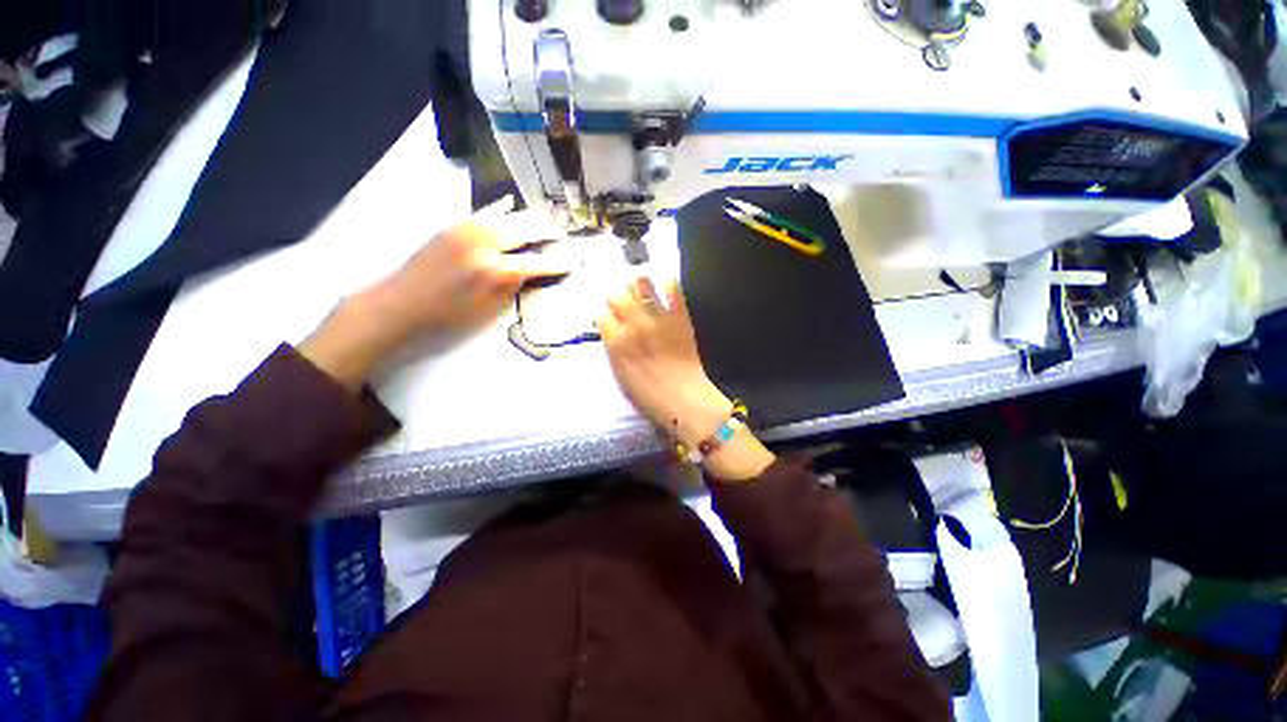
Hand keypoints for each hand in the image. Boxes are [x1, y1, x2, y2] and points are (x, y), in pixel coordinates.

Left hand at [300, 198, 569, 388]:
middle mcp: (485, 243)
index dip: (559, 262)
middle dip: (548, 231)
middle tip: (562, 234)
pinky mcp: (454, 225)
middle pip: (526, 229)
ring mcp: (468, 229)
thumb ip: (513, 285)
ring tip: (544, 221)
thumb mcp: (490, 308)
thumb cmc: (449, 315)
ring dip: (528, 218)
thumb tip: (530, 270)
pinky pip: (483, 211)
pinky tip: (510, 203)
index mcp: (496, 270)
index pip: (538, 262)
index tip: (574, 261)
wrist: (401, 303)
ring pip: (508, 216)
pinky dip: (499, 208)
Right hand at [598, 278, 773, 480]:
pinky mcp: (679, 316)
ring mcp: (657, 318)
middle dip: (615, 298)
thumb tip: (611, 331)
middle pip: (616, 297)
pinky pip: (673, 290)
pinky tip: (665, 283)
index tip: (608, 317)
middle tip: (621, 302)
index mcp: (616, 342)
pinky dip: (669, 283)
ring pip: (640, 285)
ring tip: (639, 286)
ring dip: (637, 284)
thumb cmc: (648, 395)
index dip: (604, 315)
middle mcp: (633, 324)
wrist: (683, 399)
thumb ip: (614, 349)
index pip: (601, 316)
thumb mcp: (621, 374)